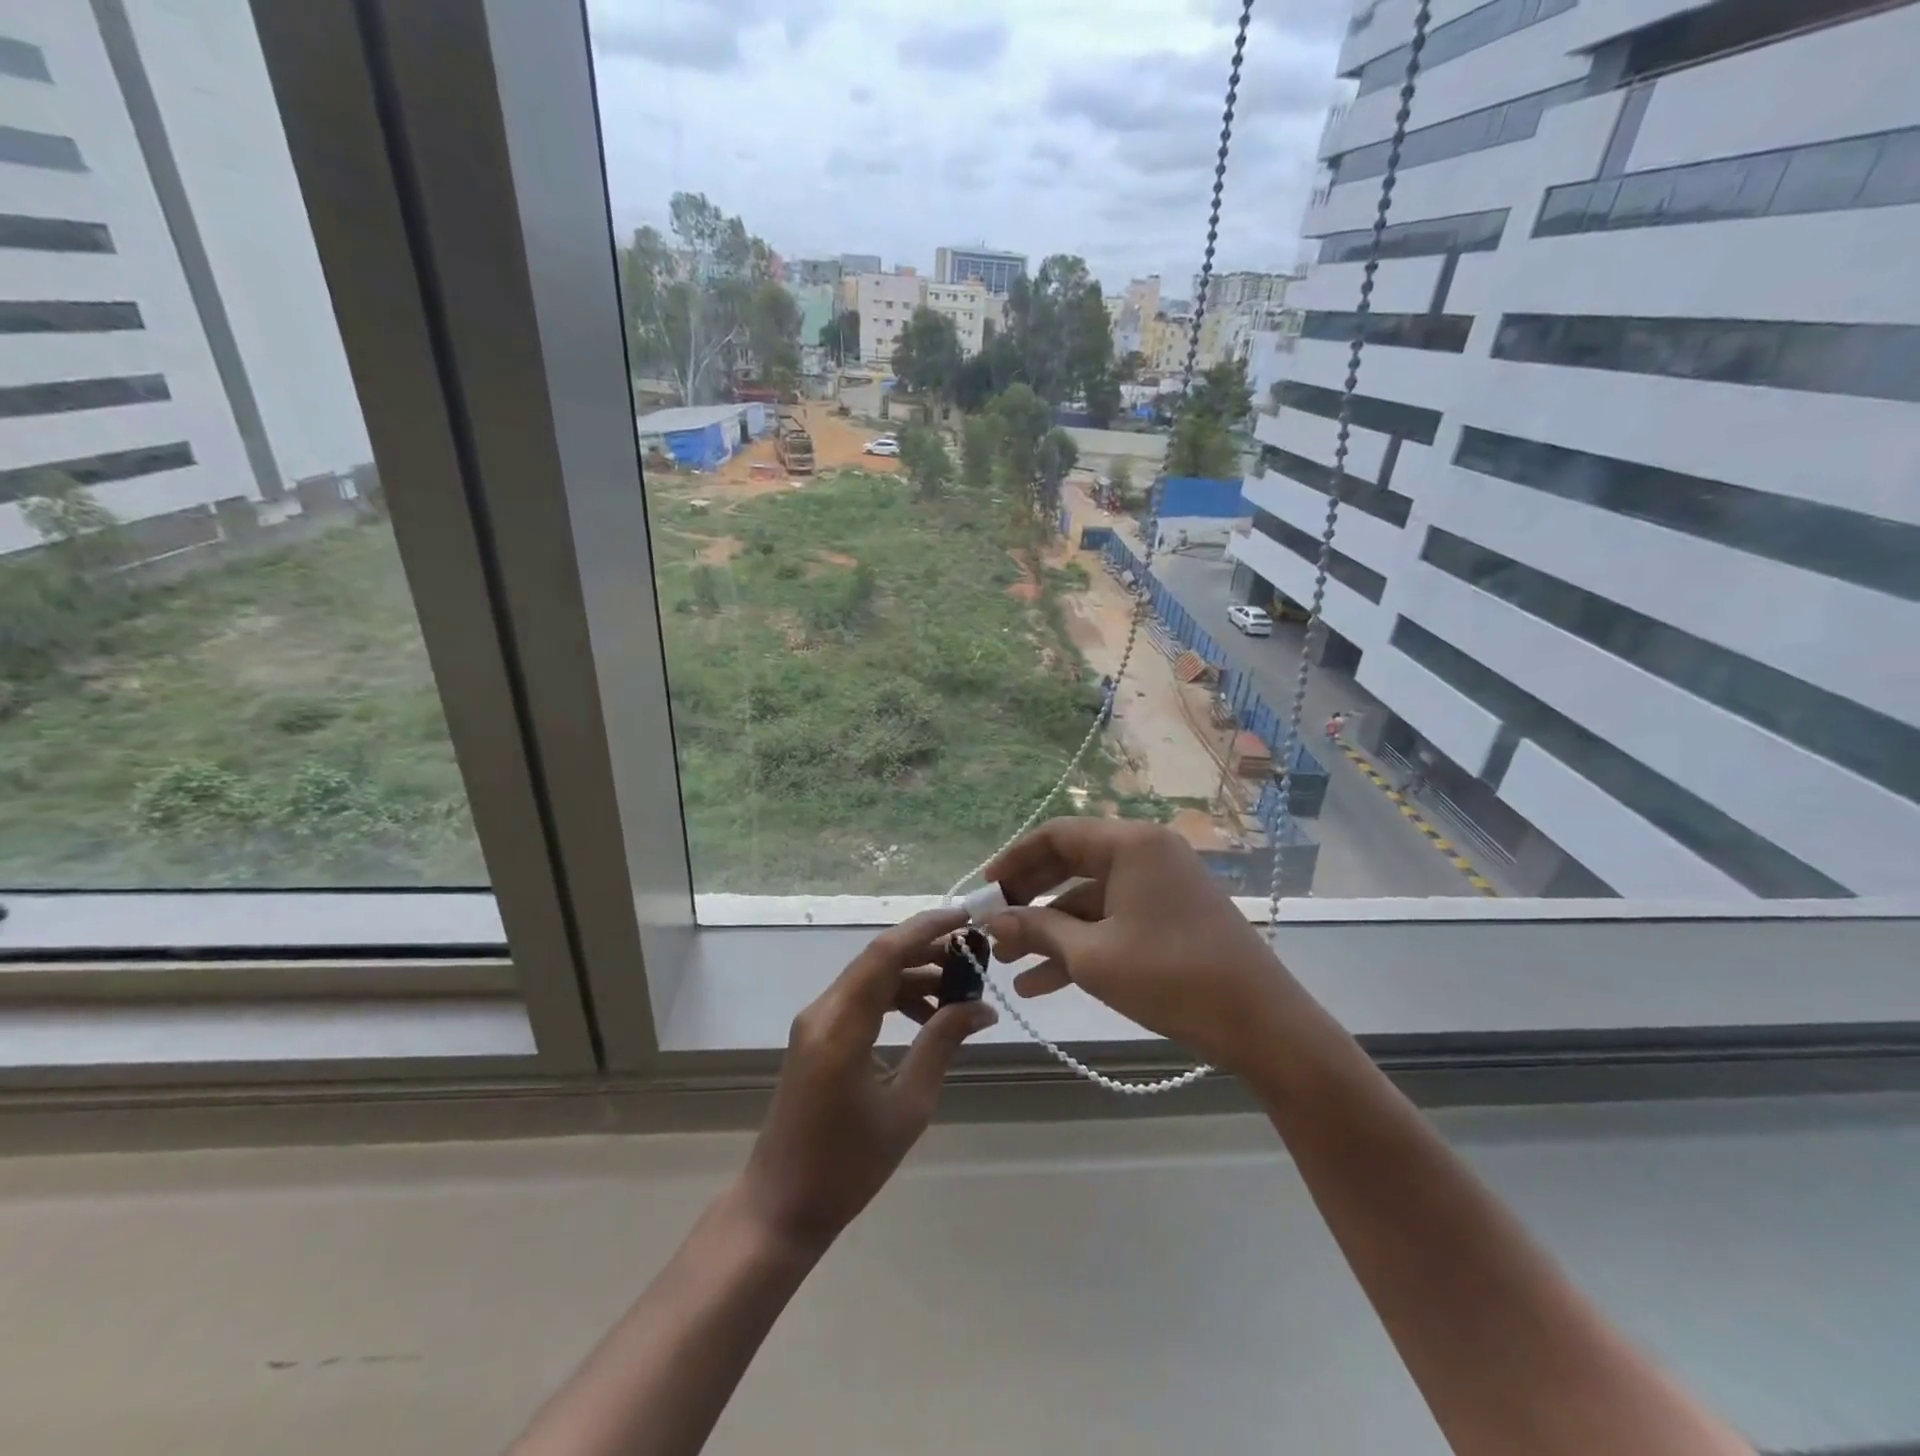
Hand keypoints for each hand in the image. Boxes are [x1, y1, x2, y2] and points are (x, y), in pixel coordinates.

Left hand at [738, 908, 996, 1252]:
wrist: (781, 1205)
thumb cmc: (848, 1165)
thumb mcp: (908, 1106)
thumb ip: (941, 1045)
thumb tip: (982, 1007)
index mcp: (842, 1025)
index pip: (886, 953)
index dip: (927, 928)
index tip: (967, 918)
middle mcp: (823, 1010)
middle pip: (879, 959)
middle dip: (928, 950)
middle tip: (975, 956)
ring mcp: (815, 1021)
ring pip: (871, 977)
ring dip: (914, 975)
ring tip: (960, 990)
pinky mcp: (816, 1035)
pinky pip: (861, 999)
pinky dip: (895, 997)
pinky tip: (928, 1017)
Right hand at [982, 818, 1284, 1073]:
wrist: (1261, 1024)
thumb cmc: (1171, 977)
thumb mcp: (1092, 956)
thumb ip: (1037, 931)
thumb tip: (993, 921)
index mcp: (1130, 844)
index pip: (1056, 835)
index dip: (1014, 860)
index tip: (984, 891)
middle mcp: (1146, 853)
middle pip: (1071, 864)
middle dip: (1028, 899)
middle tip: (992, 927)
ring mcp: (1161, 885)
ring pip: (1089, 898)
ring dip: (1049, 929)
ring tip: (1007, 964)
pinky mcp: (1170, 917)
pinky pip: (1114, 920)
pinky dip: (1081, 944)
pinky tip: (1040, 983)